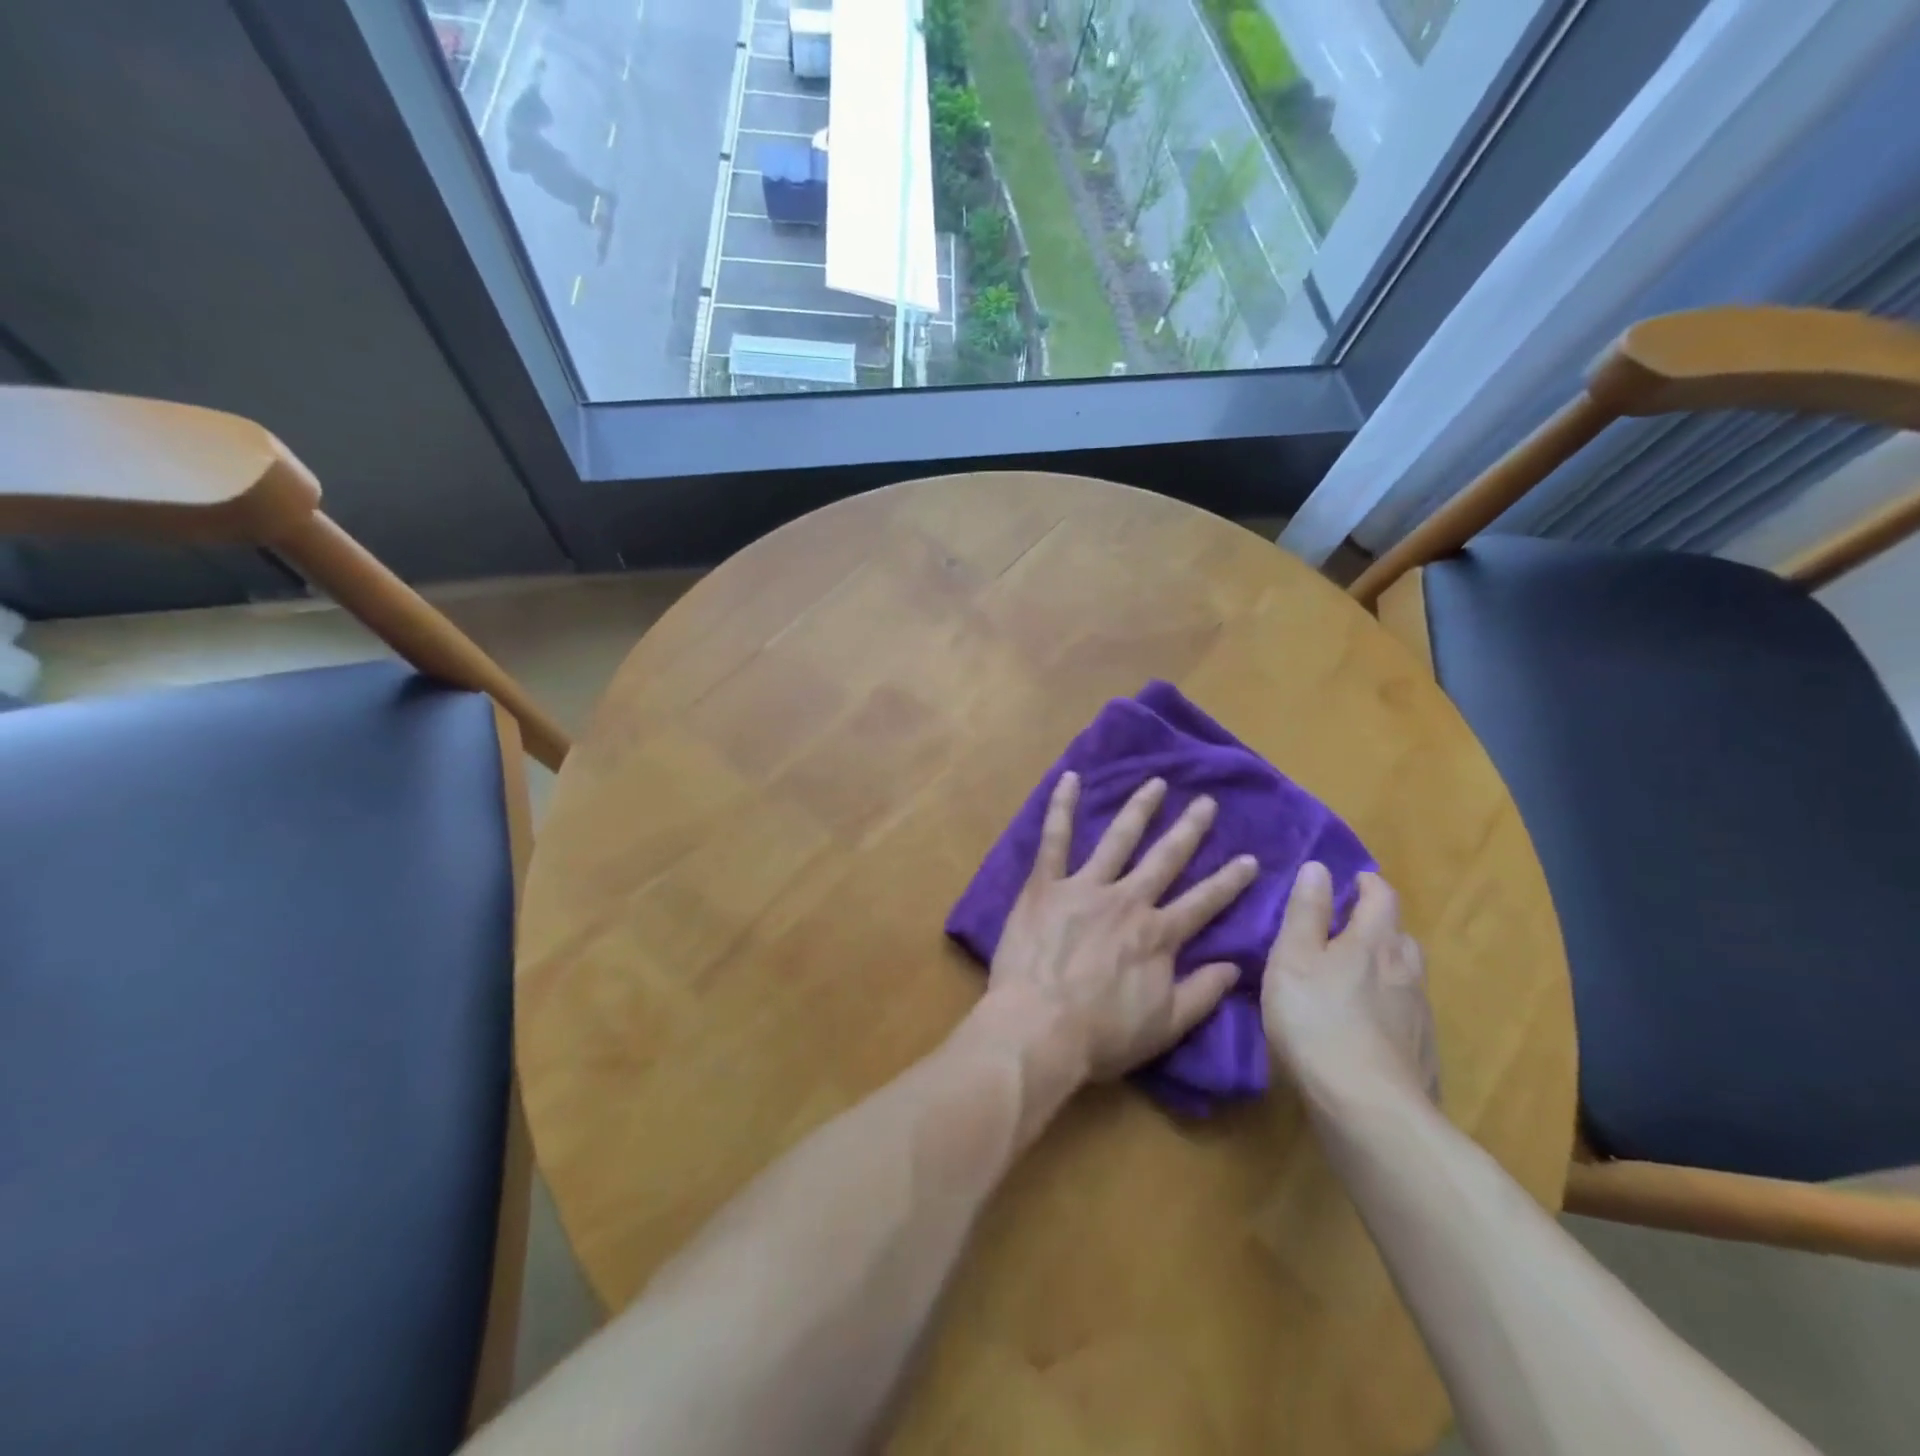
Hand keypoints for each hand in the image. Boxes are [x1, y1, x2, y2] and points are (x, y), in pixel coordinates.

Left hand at [981, 772, 1258, 1083]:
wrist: (1038, 1029)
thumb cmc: (1101, 1035)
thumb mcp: (1165, 1026)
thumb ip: (1201, 993)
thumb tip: (1235, 966)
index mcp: (1158, 935)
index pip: (1204, 902)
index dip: (1229, 881)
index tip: (1249, 858)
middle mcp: (1128, 901)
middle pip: (1165, 859)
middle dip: (1189, 829)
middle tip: (1206, 802)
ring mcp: (1085, 887)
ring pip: (1118, 839)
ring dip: (1139, 809)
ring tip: (1156, 783)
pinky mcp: (1046, 885)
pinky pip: (1054, 839)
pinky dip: (1061, 807)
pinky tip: (1069, 778)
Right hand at [1260, 864, 1439, 1111]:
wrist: (1368, 1108)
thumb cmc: (1317, 1019)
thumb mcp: (1293, 957)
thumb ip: (1305, 912)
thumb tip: (1318, 868)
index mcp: (1375, 942)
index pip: (1382, 897)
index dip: (1367, 884)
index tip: (1349, 881)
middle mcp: (1406, 971)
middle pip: (1399, 936)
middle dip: (1377, 926)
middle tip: (1344, 931)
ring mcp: (1419, 1015)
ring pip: (1406, 976)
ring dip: (1384, 967)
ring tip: (1352, 979)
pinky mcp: (1421, 1053)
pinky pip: (1405, 1015)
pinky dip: (1388, 1007)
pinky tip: (1365, 1027)